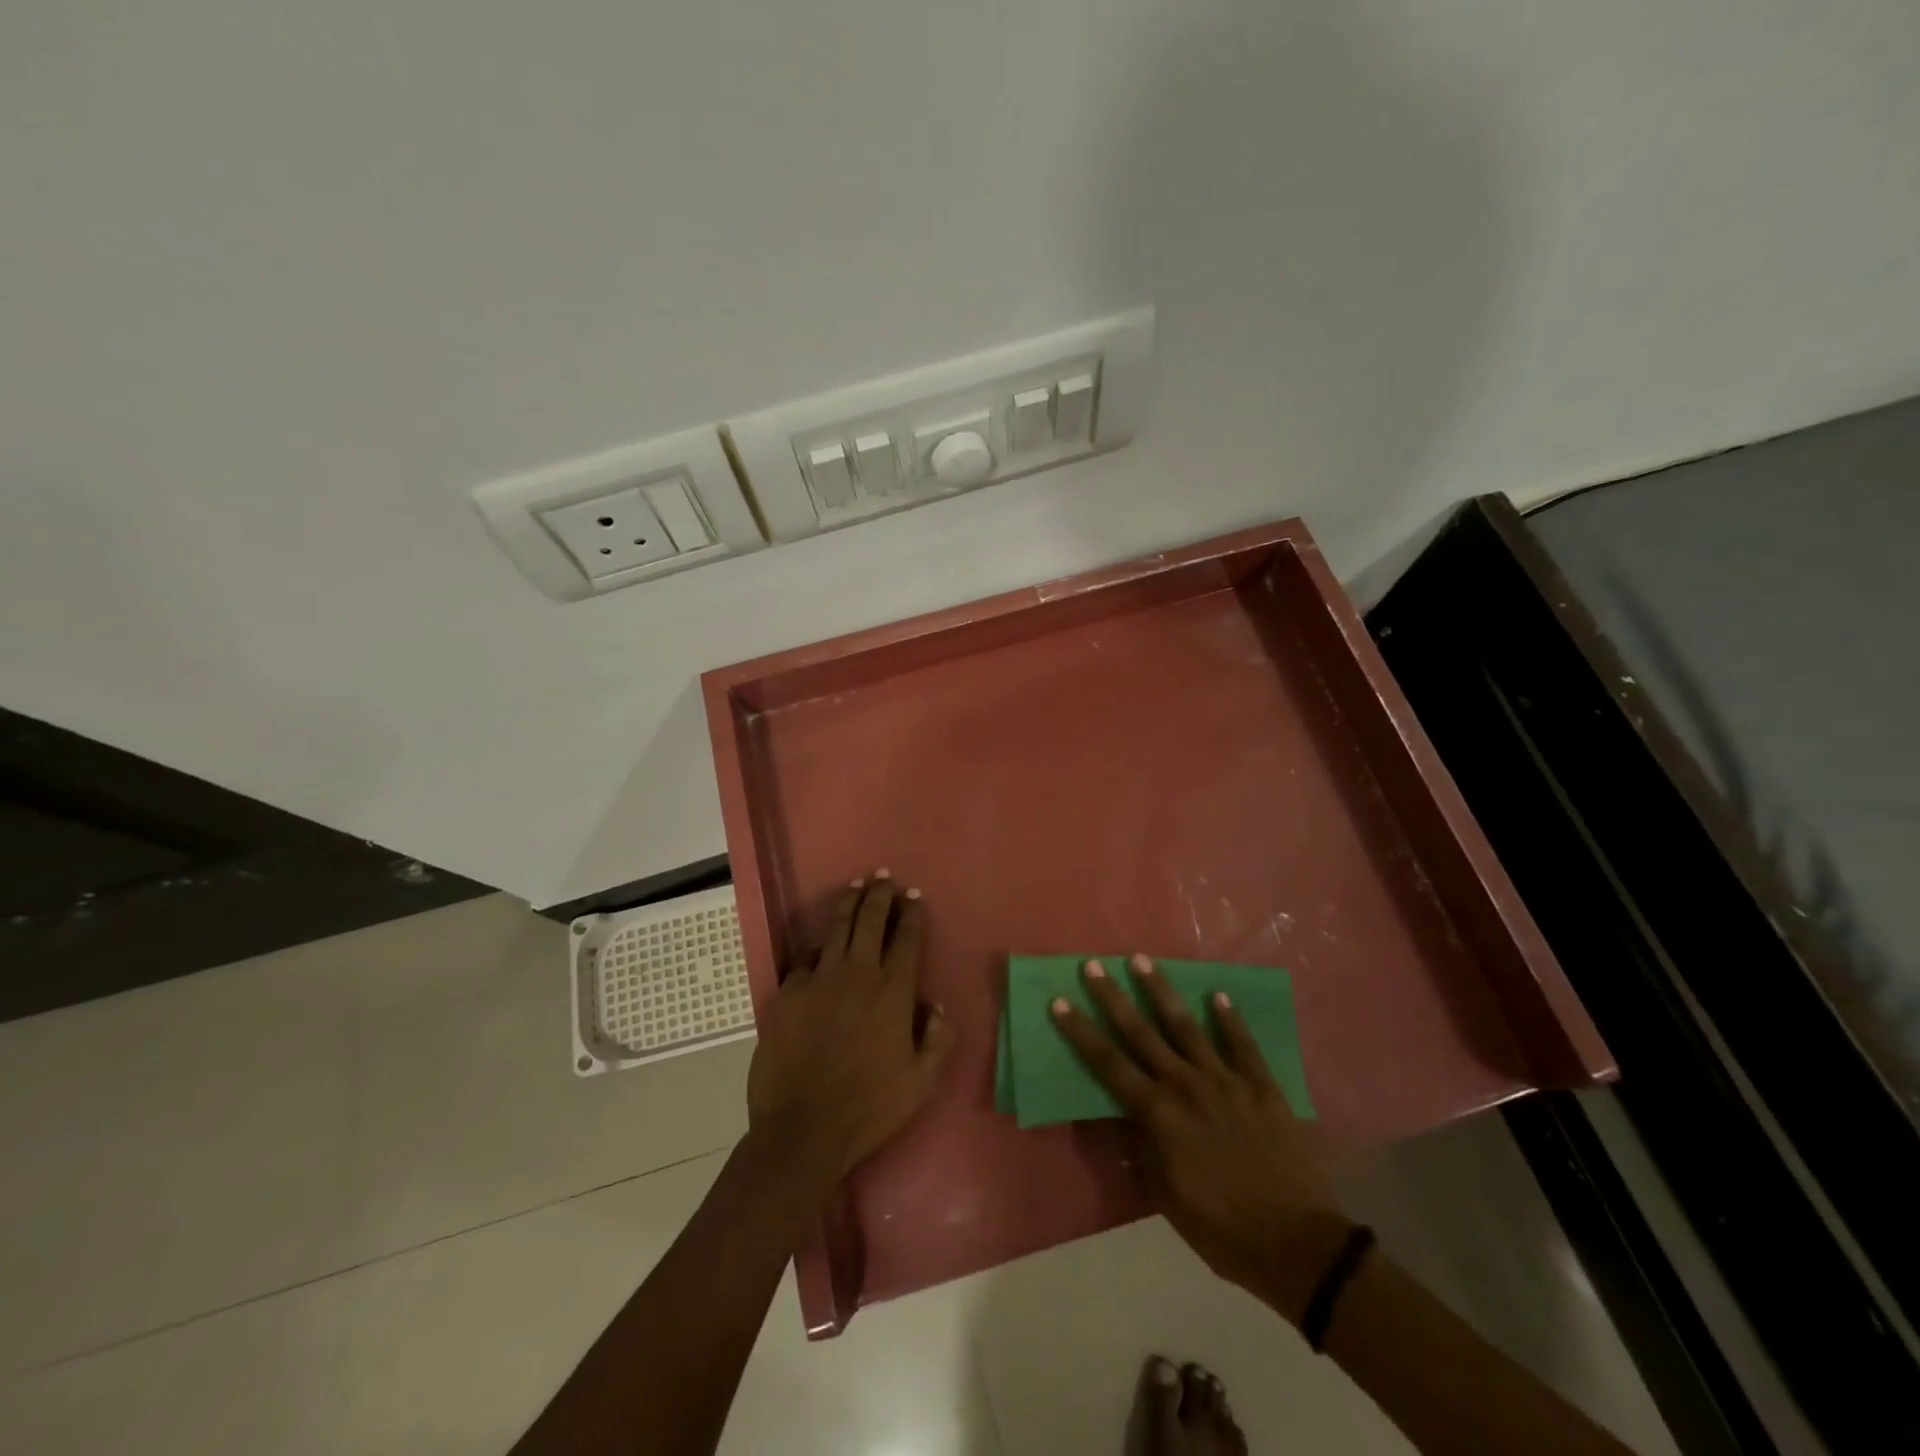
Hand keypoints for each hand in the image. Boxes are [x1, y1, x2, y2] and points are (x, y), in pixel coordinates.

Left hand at [746, 872, 954, 1185]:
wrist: (802, 1130)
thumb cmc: (868, 1108)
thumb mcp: (921, 1083)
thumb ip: (937, 1040)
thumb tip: (936, 1007)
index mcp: (892, 992)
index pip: (906, 938)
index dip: (911, 913)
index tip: (914, 895)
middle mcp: (857, 974)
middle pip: (869, 921)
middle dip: (879, 895)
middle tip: (883, 878)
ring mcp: (818, 980)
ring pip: (836, 929)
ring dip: (849, 904)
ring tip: (856, 887)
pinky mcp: (787, 993)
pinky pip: (804, 958)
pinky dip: (815, 945)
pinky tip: (818, 942)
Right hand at [1050, 955, 1347, 1321]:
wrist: (1297, 1246)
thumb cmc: (1221, 1229)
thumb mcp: (1165, 1197)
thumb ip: (1140, 1149)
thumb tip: (1115, 1117)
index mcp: (1159, 1114)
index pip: (1109, 1064)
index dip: (1081, 1032)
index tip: (1059, 1002)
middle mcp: (1186, 1085)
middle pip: (1141, 1033)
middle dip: (1113, 997)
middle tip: (1093, 965)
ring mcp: (1226, 1081)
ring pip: (1187, 1026)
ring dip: (1162, 992)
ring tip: (1142, 960)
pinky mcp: (1262, 1087)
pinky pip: (1243, 1045)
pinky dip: (1230, 1019)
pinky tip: (1219, 995)